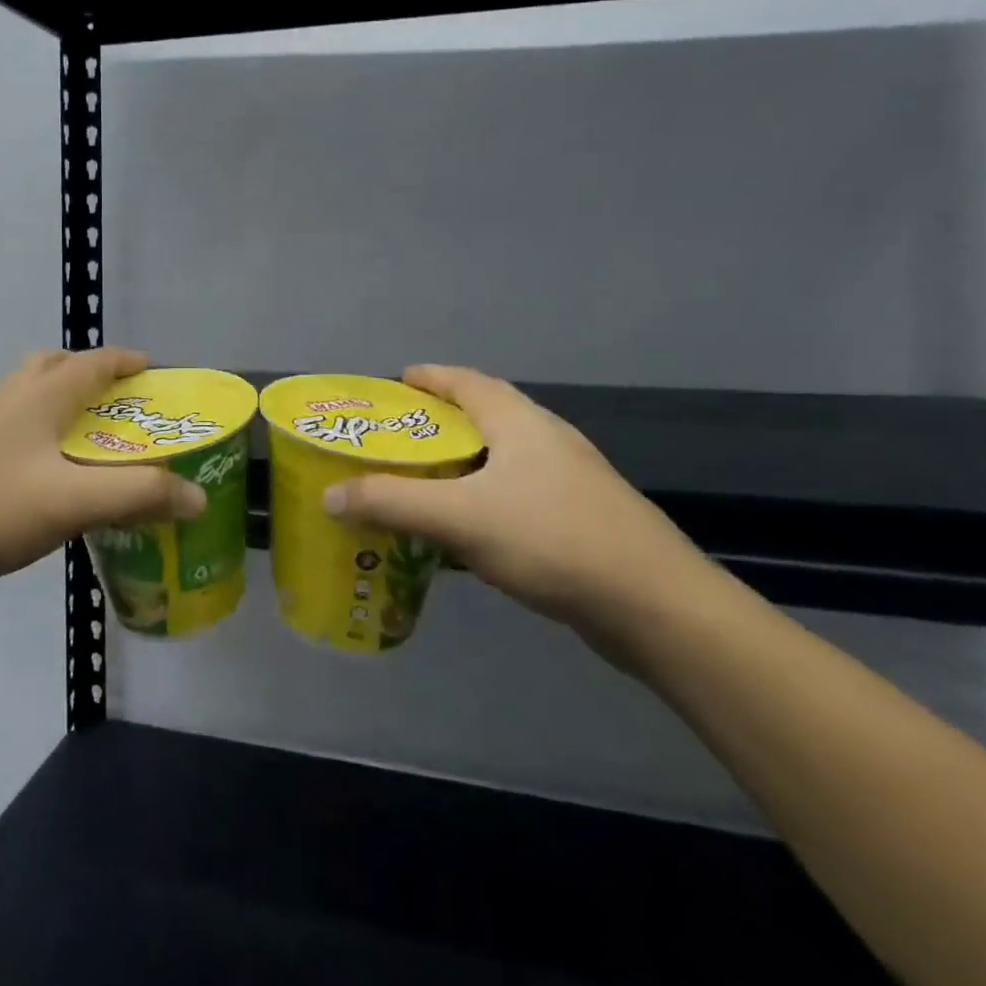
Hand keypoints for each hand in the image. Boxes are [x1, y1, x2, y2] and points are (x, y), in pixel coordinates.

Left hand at [0, 347, 205, 591]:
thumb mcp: (73, 501)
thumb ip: (138, 495)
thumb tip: (197, 496)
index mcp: (42, 394)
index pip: (95, 361)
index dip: (128, 361)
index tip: (156, 372)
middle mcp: (13, 397)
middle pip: (58, 367)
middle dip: (94, 376)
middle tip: (123, 403)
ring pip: (34, 395)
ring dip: (66, 402)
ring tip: (92, 437)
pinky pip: (18, 426)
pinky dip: (44, 432)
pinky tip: (51, 474)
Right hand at [323, 366, 711, 638]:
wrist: (656, 606)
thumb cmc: (552, 540)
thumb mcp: (460, 517)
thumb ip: (391, 503)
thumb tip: (329, 495)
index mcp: (519, 421)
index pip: (464, 381)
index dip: (427, 378)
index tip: (392, 385)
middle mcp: (545, 438)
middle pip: (481, 416)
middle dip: (436, 423)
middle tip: (394, 441)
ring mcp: (568, 479)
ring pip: (499, 460)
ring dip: (459, 466)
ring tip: (419, 484)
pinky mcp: (580, 518)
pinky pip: (515, 495)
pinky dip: (482, 501)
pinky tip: (465, 534)